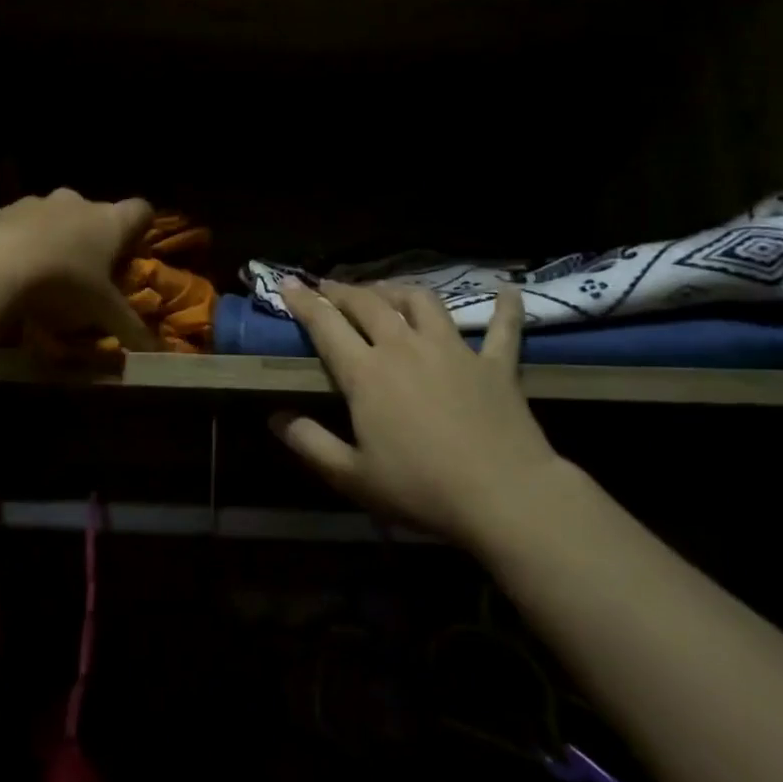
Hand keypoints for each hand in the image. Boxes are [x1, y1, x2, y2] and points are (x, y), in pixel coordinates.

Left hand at [0, 188, 157, 351]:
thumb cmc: (63, 284)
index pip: (141, 210)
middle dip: (94, 241)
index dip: (140, 230)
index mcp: (110, 221)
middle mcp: (77, 202)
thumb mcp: (101, 313)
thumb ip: (131, 330)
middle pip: (96, 215)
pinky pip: (21, 225)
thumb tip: (157, 353)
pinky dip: (22, 243)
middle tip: (89, 275)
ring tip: (47, 278)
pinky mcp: (2, 212)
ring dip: (56, 241)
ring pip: (56, 218)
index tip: (131, 254)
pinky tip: (13, 274)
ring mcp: (37, 203)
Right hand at [271, 281, 565, 545]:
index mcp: (367, 373)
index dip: (304, 303)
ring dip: (398, 290)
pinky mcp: (495, 364)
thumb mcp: (352, 476)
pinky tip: (508, 292)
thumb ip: (310, 443)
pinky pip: (502, 328)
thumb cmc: (420, 488)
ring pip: (422, 301)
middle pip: (369, 304)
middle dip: (343, 291)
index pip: (326, 325)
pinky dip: (505, 308)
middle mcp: (406, 347)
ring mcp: (453, 350)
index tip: (288, 285)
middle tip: (328, 287)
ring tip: (387, 291)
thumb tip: (275, 418)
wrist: (504, 496)